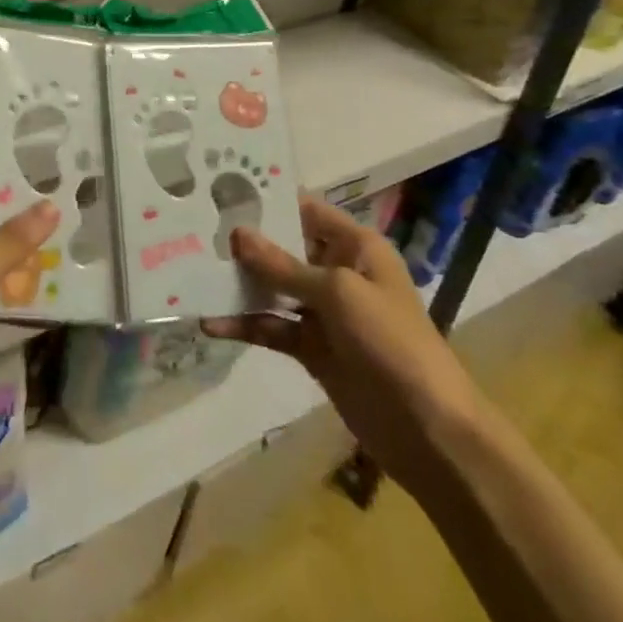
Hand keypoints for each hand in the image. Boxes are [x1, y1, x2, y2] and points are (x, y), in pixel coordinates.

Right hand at [205, 199, 480, 495]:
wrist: (429, 430)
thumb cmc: (390, 341)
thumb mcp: (338, 293)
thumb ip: (283, 265)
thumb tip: (237, 234)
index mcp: (356, 247)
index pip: (306, 210)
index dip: (269, 201)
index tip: (222, 191)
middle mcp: (338, 272)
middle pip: (284, 249)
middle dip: (244, 244)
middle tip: (195, 232)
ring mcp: (324, 312)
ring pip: (273, 289)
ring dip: (239, 285)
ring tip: (194, 274)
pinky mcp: (312, 348)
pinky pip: (272, 327)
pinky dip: (245, 325)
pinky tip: (211, 324)